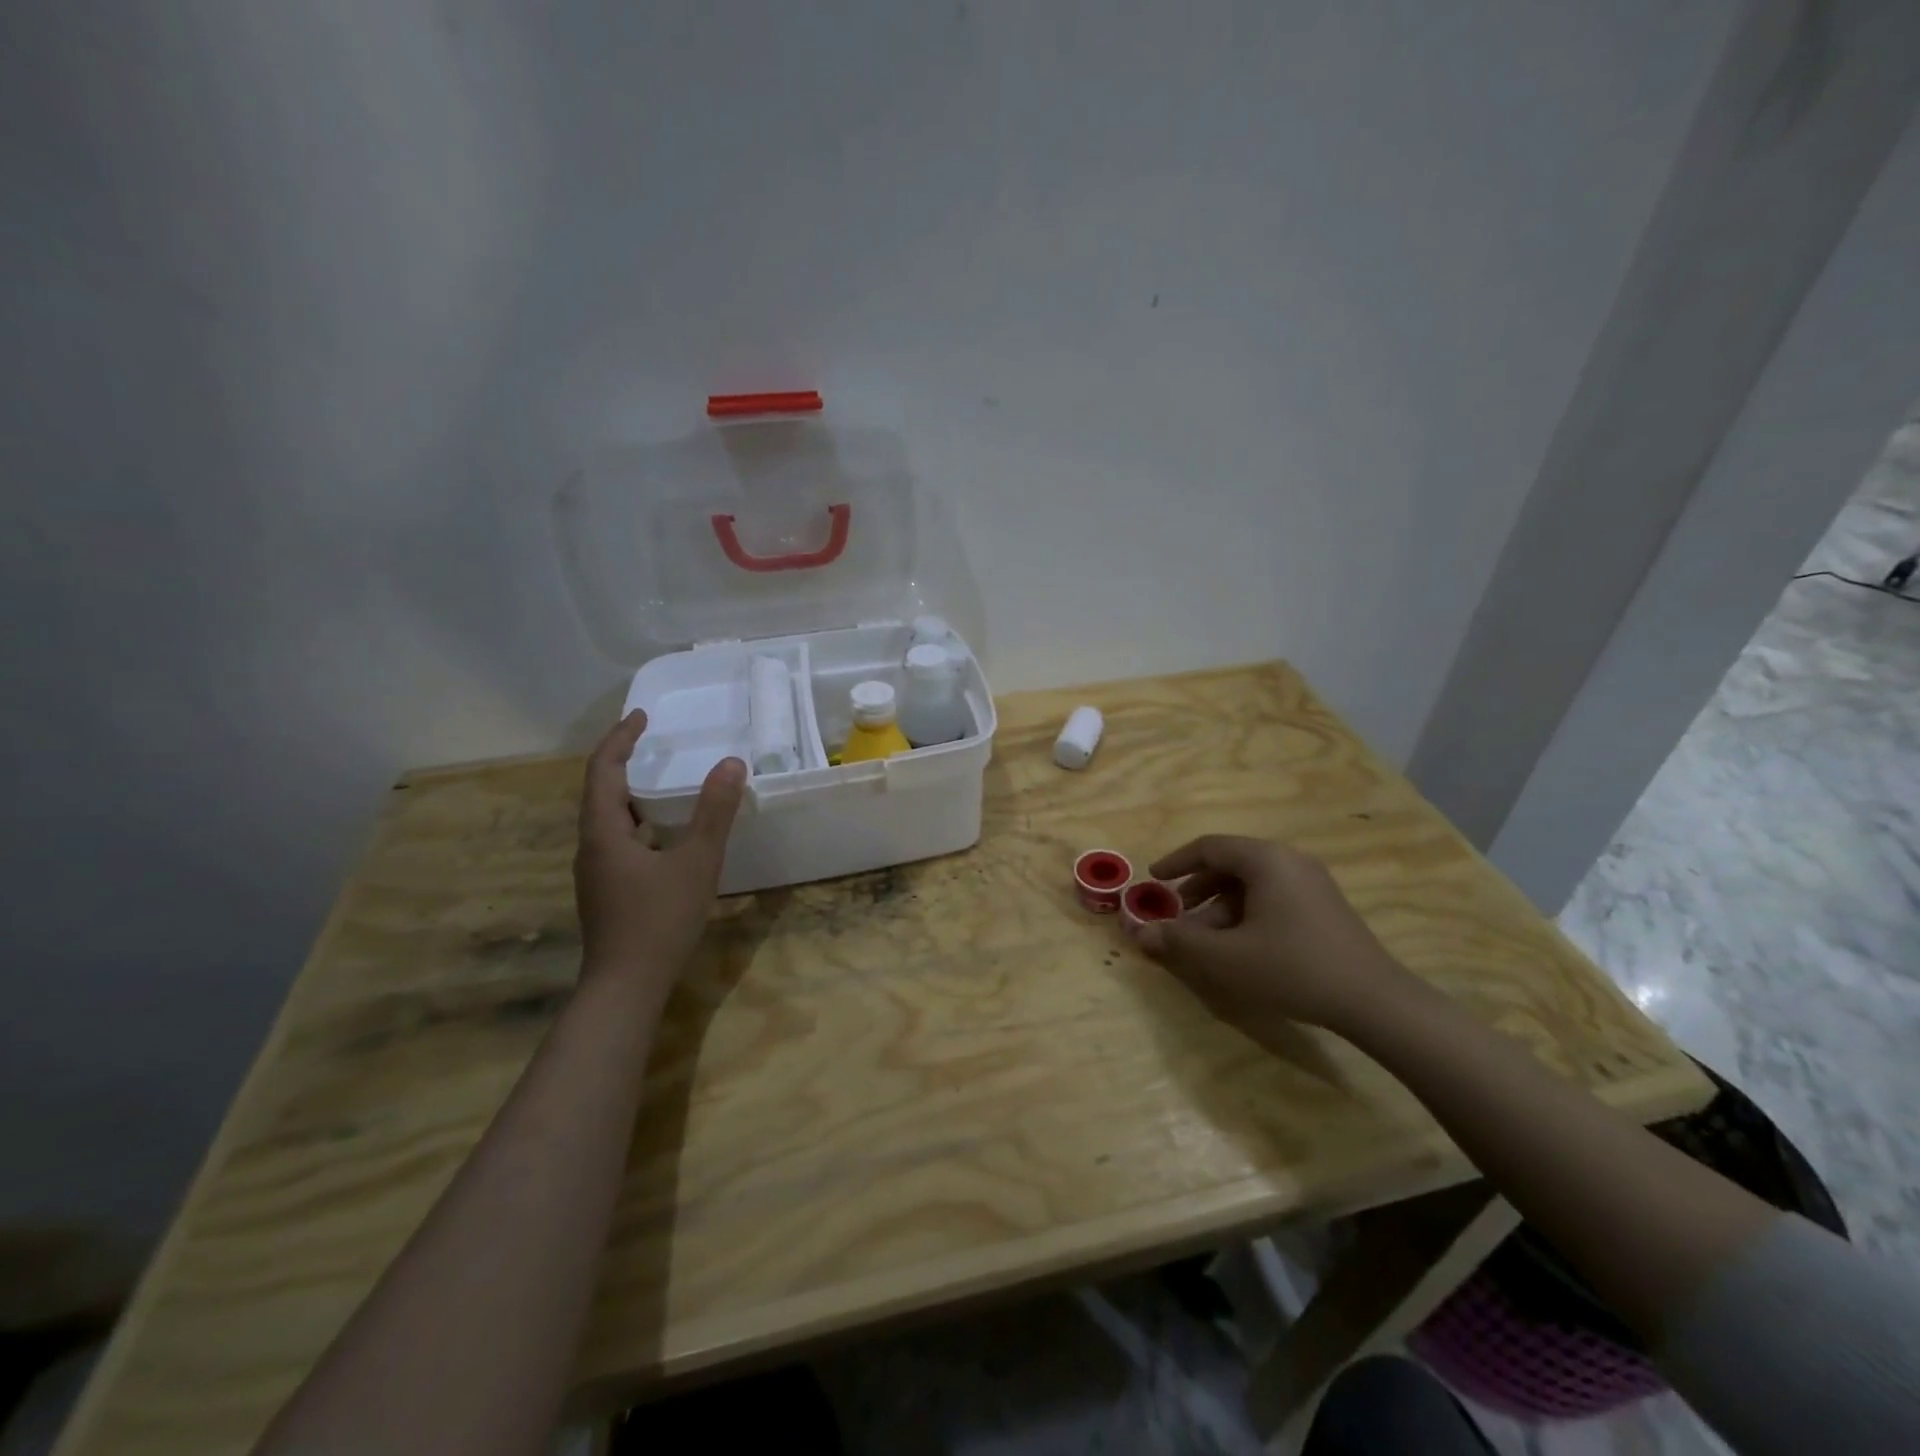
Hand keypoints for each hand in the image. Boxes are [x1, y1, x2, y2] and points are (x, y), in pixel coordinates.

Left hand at [574, 711, 745, 993]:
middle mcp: (590, 847)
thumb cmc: (659, 920)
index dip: (621, 739)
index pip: (603, 771)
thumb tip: (731, 763)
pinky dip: (637, 822)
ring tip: (660, 781)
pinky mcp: (606, 891)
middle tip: (652, 742)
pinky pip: (617, 840)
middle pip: (599, 792)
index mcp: (603, 833)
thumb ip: (714, 812)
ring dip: (630, 793)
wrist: (625, 987)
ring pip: (607, 819)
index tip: (642, 716)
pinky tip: (663, 835)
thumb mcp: (696, 862)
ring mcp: (595, 872)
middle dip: (623, 762)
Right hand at [1134, 835, 1413, 1035]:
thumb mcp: (1225, 957)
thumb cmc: (1292, 968)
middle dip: (1197, 890)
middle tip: (1176, 915)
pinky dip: (1246, 914)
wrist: (1374, 1001)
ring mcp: (1312, 883)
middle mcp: (1289, 860)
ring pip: (1252, 884)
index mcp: (1265, 860)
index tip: (1153, 881)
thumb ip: (1178, 940)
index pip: (1209, 847)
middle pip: (1230, 864)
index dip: (1175, 862)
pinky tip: (1240, 947)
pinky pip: (1273, 897)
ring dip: (1220, 907)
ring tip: (1205, 940)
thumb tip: (1138, 933)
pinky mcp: (1324, 906)